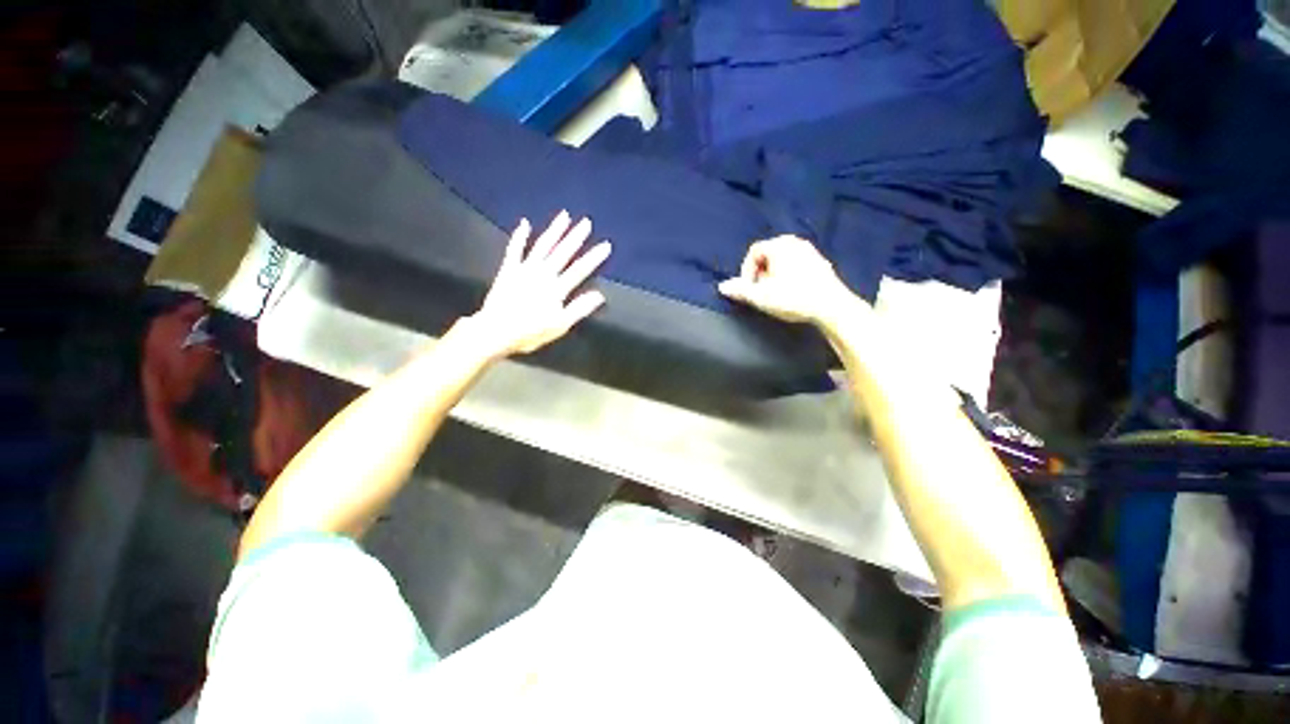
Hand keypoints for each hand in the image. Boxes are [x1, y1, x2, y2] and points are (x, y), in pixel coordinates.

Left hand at [463, 211, 610, 358]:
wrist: (495, 331)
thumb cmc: (530, 332)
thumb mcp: (560, 326)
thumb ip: (579, 309)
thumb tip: (599, 295)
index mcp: (557, 288)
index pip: (580, 270)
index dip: (593, 257)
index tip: (605, 245)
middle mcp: (543, 274)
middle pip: (562, 252)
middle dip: (576, 237)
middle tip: (586, 222)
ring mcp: (524, 269)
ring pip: (543, 245)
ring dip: (554, 230)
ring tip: (564, 216)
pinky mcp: (508, 269)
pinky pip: (515, 249)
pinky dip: (520, 236)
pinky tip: (525, 223)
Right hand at [718, 235, 856, 325]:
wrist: (832, 306)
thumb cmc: (793, 298)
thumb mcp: (761, 296)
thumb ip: (740, 290)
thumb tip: (722, 286)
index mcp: (779, 245)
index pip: (753, 252)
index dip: (746, 271)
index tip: (749, 289)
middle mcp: (795, 242)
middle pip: (768, 255)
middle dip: (760, 273)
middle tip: (761, 292)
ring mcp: (811, 251)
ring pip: (783, 260)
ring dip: (774, 276)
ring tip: (776, 294)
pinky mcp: (821, 263)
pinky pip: (796, 265)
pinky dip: (789, 276)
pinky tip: (792, 293)